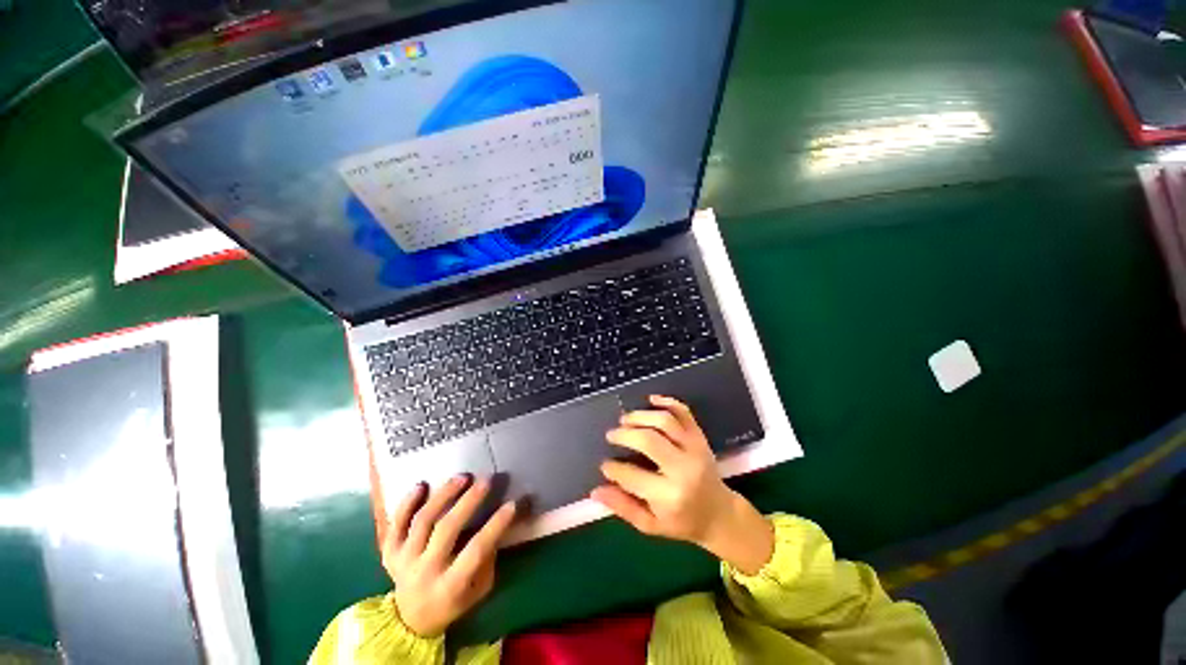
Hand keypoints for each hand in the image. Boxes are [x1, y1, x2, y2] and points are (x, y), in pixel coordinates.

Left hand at [384, 475, 516, 636]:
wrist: (410, 620)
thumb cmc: (453, 602)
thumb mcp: (478, 590)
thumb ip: (487, 561)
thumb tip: (496, 527)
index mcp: (450, 586)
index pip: (476, 550)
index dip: (495, 526)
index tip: (512, 504)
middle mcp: (425, 571)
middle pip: (446, 529)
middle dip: (468, 502)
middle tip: (486, 481)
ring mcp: (404, 560)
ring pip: (423, 521)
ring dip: (443, 495)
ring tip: (462, 478)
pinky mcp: (390, 552)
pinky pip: (396, 524)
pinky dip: (406, 503)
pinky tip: (421, 485)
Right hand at [590, 395, 773, 574]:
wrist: (719, 513)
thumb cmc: (682, 521)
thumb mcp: (651, 525)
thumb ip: (623, 507)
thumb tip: (595, 492)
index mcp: (669, 496)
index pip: (632, 476)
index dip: (613, 468)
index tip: (604, 465)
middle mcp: (683, 468)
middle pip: (648, 440)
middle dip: (624, 434)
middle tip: (612, 435)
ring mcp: (694, 449)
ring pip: (665, 421)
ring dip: (640, 416)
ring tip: (625, 420)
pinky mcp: (700, 436)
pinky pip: (684, 412)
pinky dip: (667, 401)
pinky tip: (651, 400)